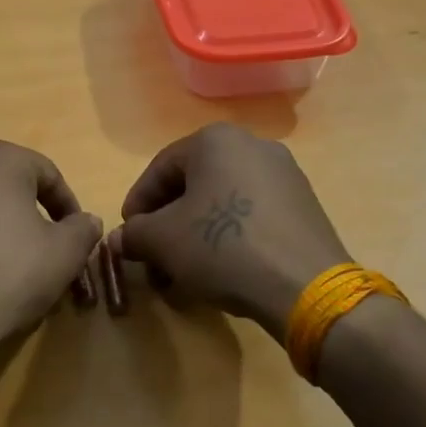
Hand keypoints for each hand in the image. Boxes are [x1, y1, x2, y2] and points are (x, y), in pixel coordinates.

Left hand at [0, 141, 101, 391]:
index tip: (76, 236)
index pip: (46, 173)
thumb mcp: (64, 254)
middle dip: (33, 212)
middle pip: (10, 183)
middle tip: (48, 247)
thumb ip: (83, 229)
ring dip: (2, 223)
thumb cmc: (8, 277)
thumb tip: (85, 221)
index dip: (67, 205)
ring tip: (16, 261)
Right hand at [109, 123, 350, 340]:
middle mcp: (252, 145)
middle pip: (192, 186)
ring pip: (222, 202)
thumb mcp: (162, 241)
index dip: (137, 206)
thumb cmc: (223, 247)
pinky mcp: (303, 205)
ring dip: (195, 235)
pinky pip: (251, 215)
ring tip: (182, 272)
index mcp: (215, 140)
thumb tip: (121, 239)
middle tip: (152, 257)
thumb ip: (134, 234)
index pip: (159, 170)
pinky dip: (228, 238)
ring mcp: (284, 174)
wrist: (305, 286)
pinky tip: (220, 270)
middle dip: (166, 225)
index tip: (127, 237)